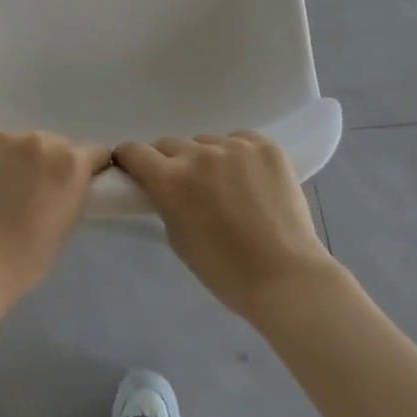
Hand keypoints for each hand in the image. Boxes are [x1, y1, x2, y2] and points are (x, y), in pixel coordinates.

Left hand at [0, 131, 110, 316]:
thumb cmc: (22, 259)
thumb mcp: (65, 227)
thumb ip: (72, 193)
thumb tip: (68, 182)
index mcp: (70, 163)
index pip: (93, 153)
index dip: (86, 169)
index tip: (74, 183)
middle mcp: (39, 140)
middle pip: (53, 144)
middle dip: (48, 163)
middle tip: (31, 190)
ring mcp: (3, 136)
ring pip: (18, 142)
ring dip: (16, 159)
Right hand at [112, 132, 338, 323]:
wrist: (286, 277)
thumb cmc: (225, 271)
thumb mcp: (178, 238)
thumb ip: (164, 202)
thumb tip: (160, 185)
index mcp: (172, 179)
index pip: (135, 151)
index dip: (130, 159)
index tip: (133, 168)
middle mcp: (200, 154)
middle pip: (170, 144)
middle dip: (169, 161)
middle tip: (183, 185)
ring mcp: (236, 146)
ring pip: (206, 142)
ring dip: (206, 158)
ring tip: (224, 185)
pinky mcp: (266, 146)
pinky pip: (240, 140)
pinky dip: (237, 155)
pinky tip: (249, 179)